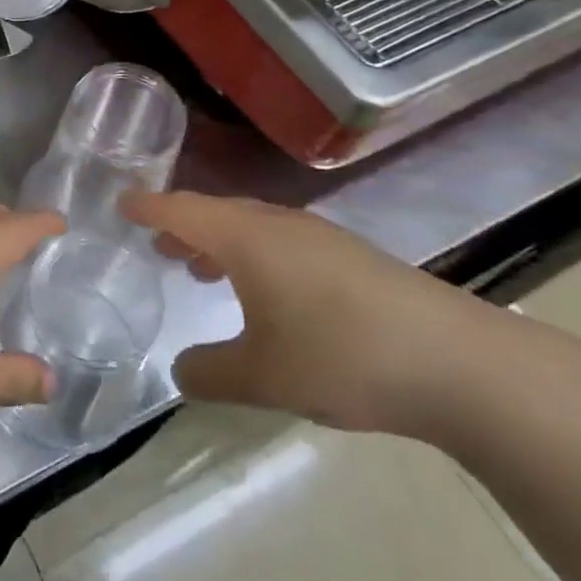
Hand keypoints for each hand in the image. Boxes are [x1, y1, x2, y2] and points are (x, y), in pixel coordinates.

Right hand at [124, 191, 501, 435]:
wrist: (460, 363)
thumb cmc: (342, 355)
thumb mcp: (262, 376)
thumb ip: (210, 372)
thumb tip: (180, 370)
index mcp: (247, 238)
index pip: (182, 209)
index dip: (147, 207)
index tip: (120, 205)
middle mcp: (279, 225)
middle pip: (217, 212)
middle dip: (183, 225)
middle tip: (156, 243)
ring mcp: (320, 238)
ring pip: (252, 227)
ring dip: (220, 242)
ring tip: (200, 268)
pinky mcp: (352, 258)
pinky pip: (282, 243)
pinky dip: (254, 255)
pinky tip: (266, 293)